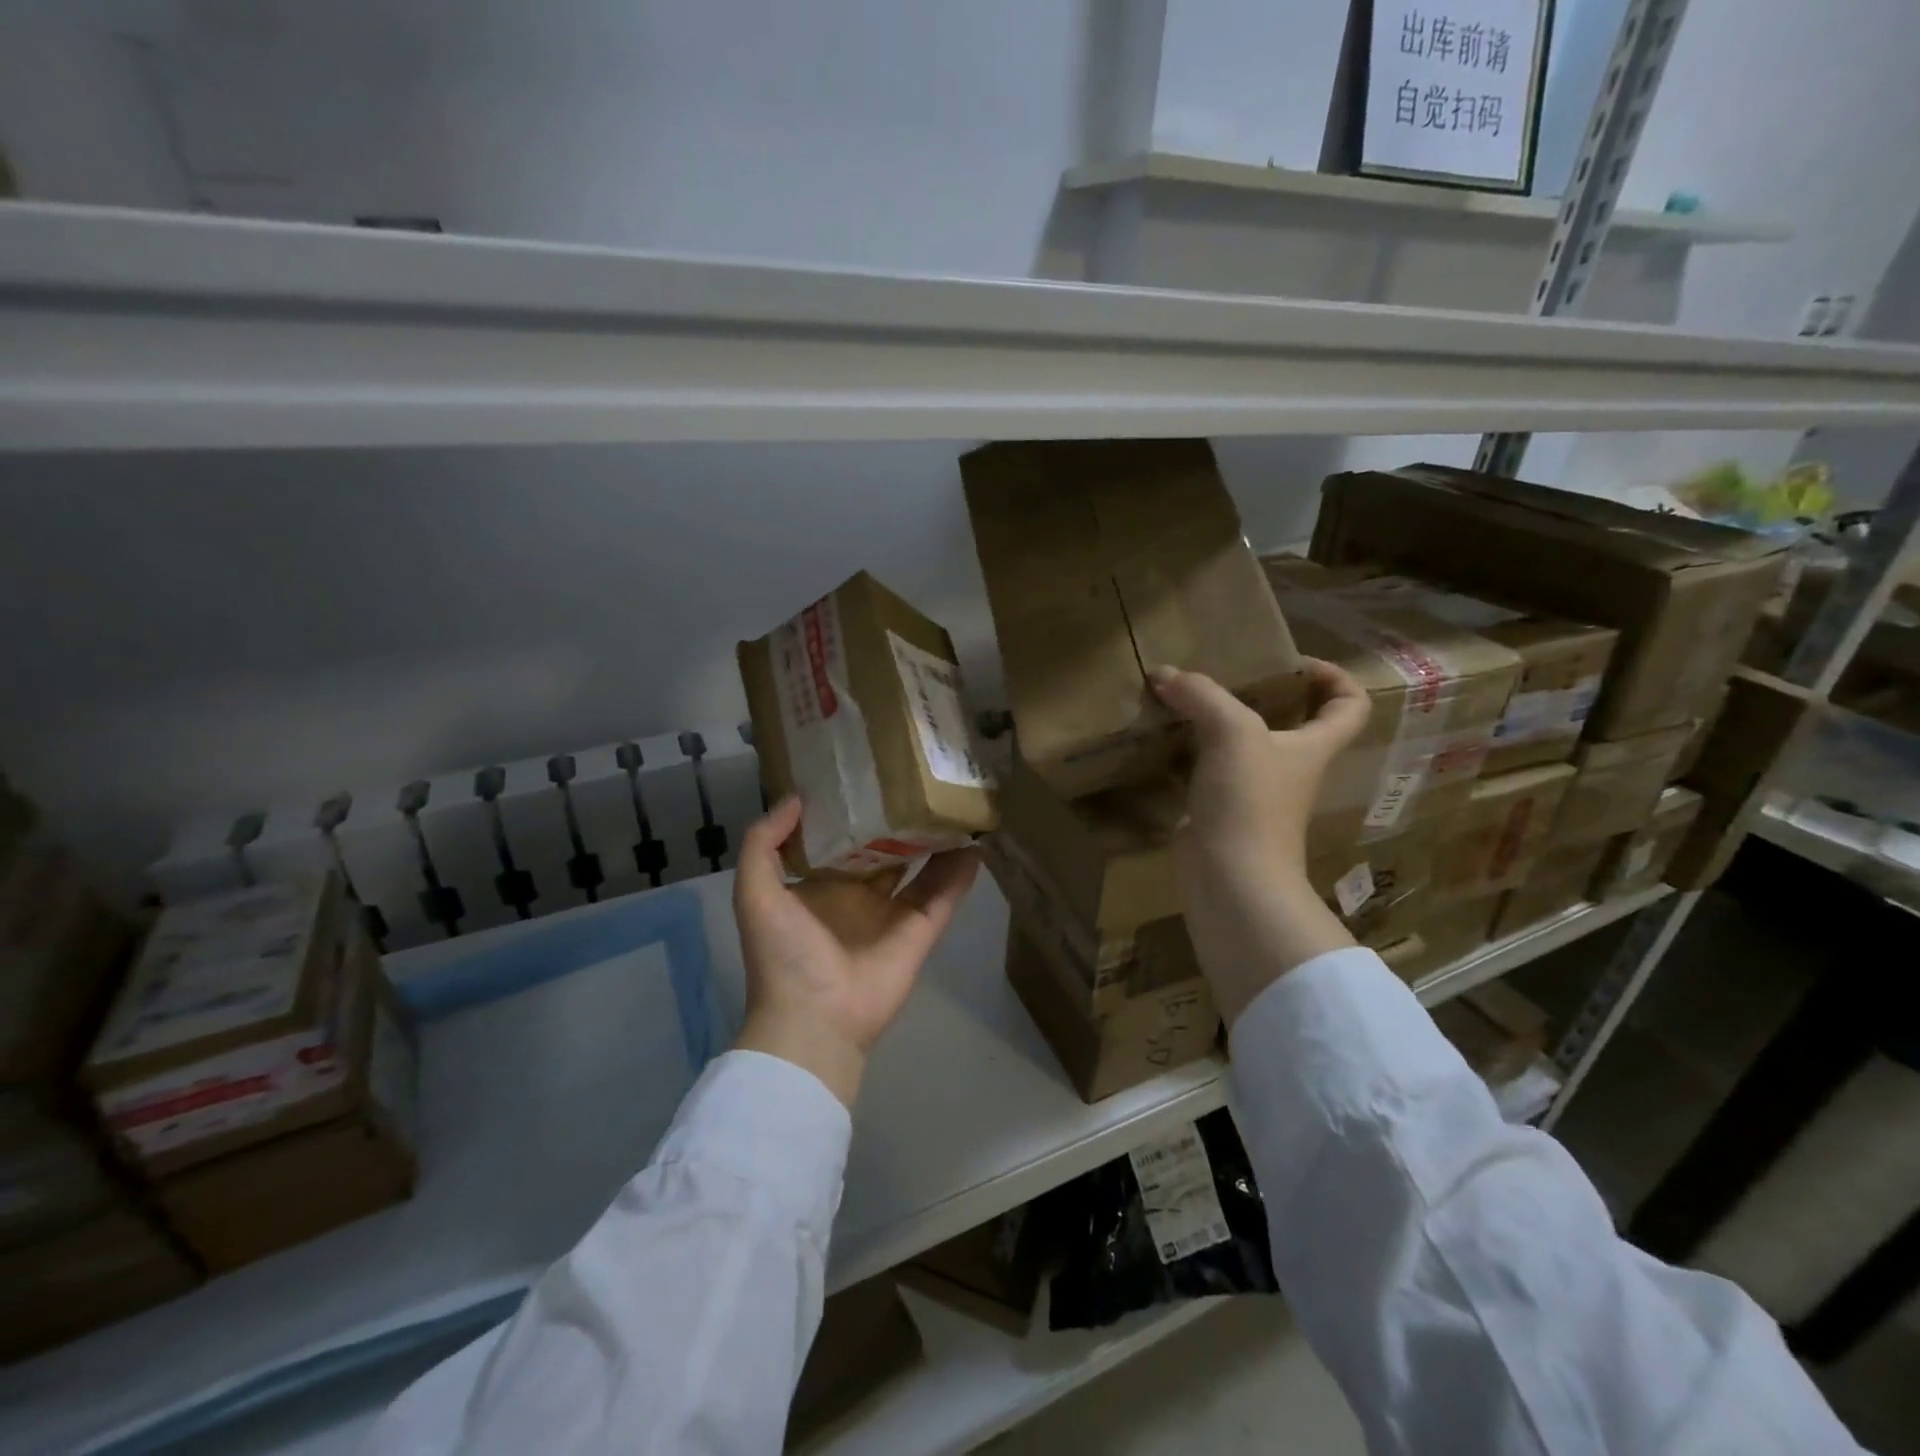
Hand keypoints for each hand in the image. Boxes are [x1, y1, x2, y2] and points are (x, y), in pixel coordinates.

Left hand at [732, 796, 979, 1107]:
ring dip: (937, 840)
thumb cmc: (784, 954)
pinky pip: (945, 895)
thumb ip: (763, 842)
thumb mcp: (755, 892)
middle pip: (887, 849)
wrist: (814, 1019)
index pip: (842, 839)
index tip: (869, 772)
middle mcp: (859, 894)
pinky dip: (962, 872)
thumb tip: (796, 798)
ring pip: (921, 867)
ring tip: (954, 802)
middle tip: (920, 779)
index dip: (854, 809)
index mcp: (821, 885)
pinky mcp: (921, 930)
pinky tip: (977, 841)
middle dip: (901, 819)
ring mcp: (893, 913)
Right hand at [1150, 660, 1370, 1026]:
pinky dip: (1189, 750)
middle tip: (1225, 673)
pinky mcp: (1220, 809)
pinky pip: (1207, 769)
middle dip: (1264, 693)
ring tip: (1185, 697)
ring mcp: (1254, 792)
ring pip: (1243, 745)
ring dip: (1218, 721)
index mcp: (1313, 746)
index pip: (1350, 706)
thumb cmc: (1250, 802)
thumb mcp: (1233, 733)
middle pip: (1292, 722)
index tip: (1293, 663)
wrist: (1230, 879)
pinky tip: (1163, 737)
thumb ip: (1202, 696)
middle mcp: (1289, 767)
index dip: (1335, 678)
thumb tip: (1164, 674)